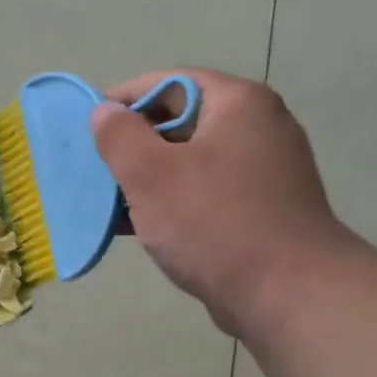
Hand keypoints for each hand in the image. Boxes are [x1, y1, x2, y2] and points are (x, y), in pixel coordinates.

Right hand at [91, 69, 358, 337]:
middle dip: (133, 144)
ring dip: (148, 178)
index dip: (124, 98)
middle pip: (181, 121)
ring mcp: (263, 171)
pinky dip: (172, 203)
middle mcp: (257, 128)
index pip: (171, 82)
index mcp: (238, 104)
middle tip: (96, 167)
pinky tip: (138, 227)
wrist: (287, 294)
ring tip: (108, 200)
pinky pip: (204, 193)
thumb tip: (105, 111)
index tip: (89, 124)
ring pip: (190, 162)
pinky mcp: (260, 210)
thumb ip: (120, 136)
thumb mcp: (151, 174)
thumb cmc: (214, 223)